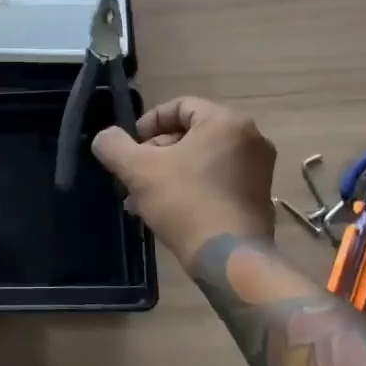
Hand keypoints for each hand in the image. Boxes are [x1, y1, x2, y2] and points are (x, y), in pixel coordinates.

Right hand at [93, 97, 275, 264]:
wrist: (229, 258)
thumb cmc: (185, 203)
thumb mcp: (138, 170)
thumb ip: (114, 146)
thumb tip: (105, 137)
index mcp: (226, 121)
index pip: (181, 106)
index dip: (150, 123)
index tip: (132, 146)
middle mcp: (250, 138)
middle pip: (192, 134)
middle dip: (158, 153)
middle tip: (135, 176)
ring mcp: (259, 169)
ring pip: (203, 159)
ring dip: (171, 173)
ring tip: (145, 198)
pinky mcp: (260, 196)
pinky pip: (219, 179)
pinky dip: (194, 187)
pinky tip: (170, 211)